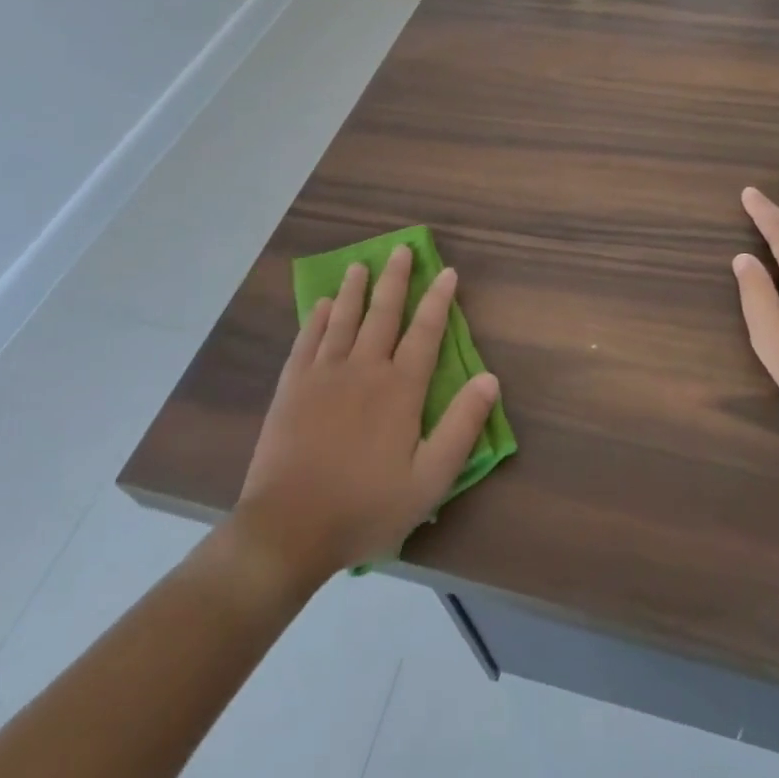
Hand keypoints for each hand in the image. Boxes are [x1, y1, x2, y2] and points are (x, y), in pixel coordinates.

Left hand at [233, 246, 499, 582]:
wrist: (289, 527)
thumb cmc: (366, 507)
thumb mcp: (429, 480)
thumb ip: (461, 427)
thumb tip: (489, 379)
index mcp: (400, 389)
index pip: (425, 332)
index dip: (438, 300)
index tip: (446, 272)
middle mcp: (363, 369)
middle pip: (383, 313)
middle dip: (395, 279)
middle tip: (401, 249)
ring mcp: (323, 375)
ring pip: (343, 319)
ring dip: (355, 290)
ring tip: (360, 265)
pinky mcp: (291, 387)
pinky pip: (307, 341)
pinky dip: (317, 319)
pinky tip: (323, 305)